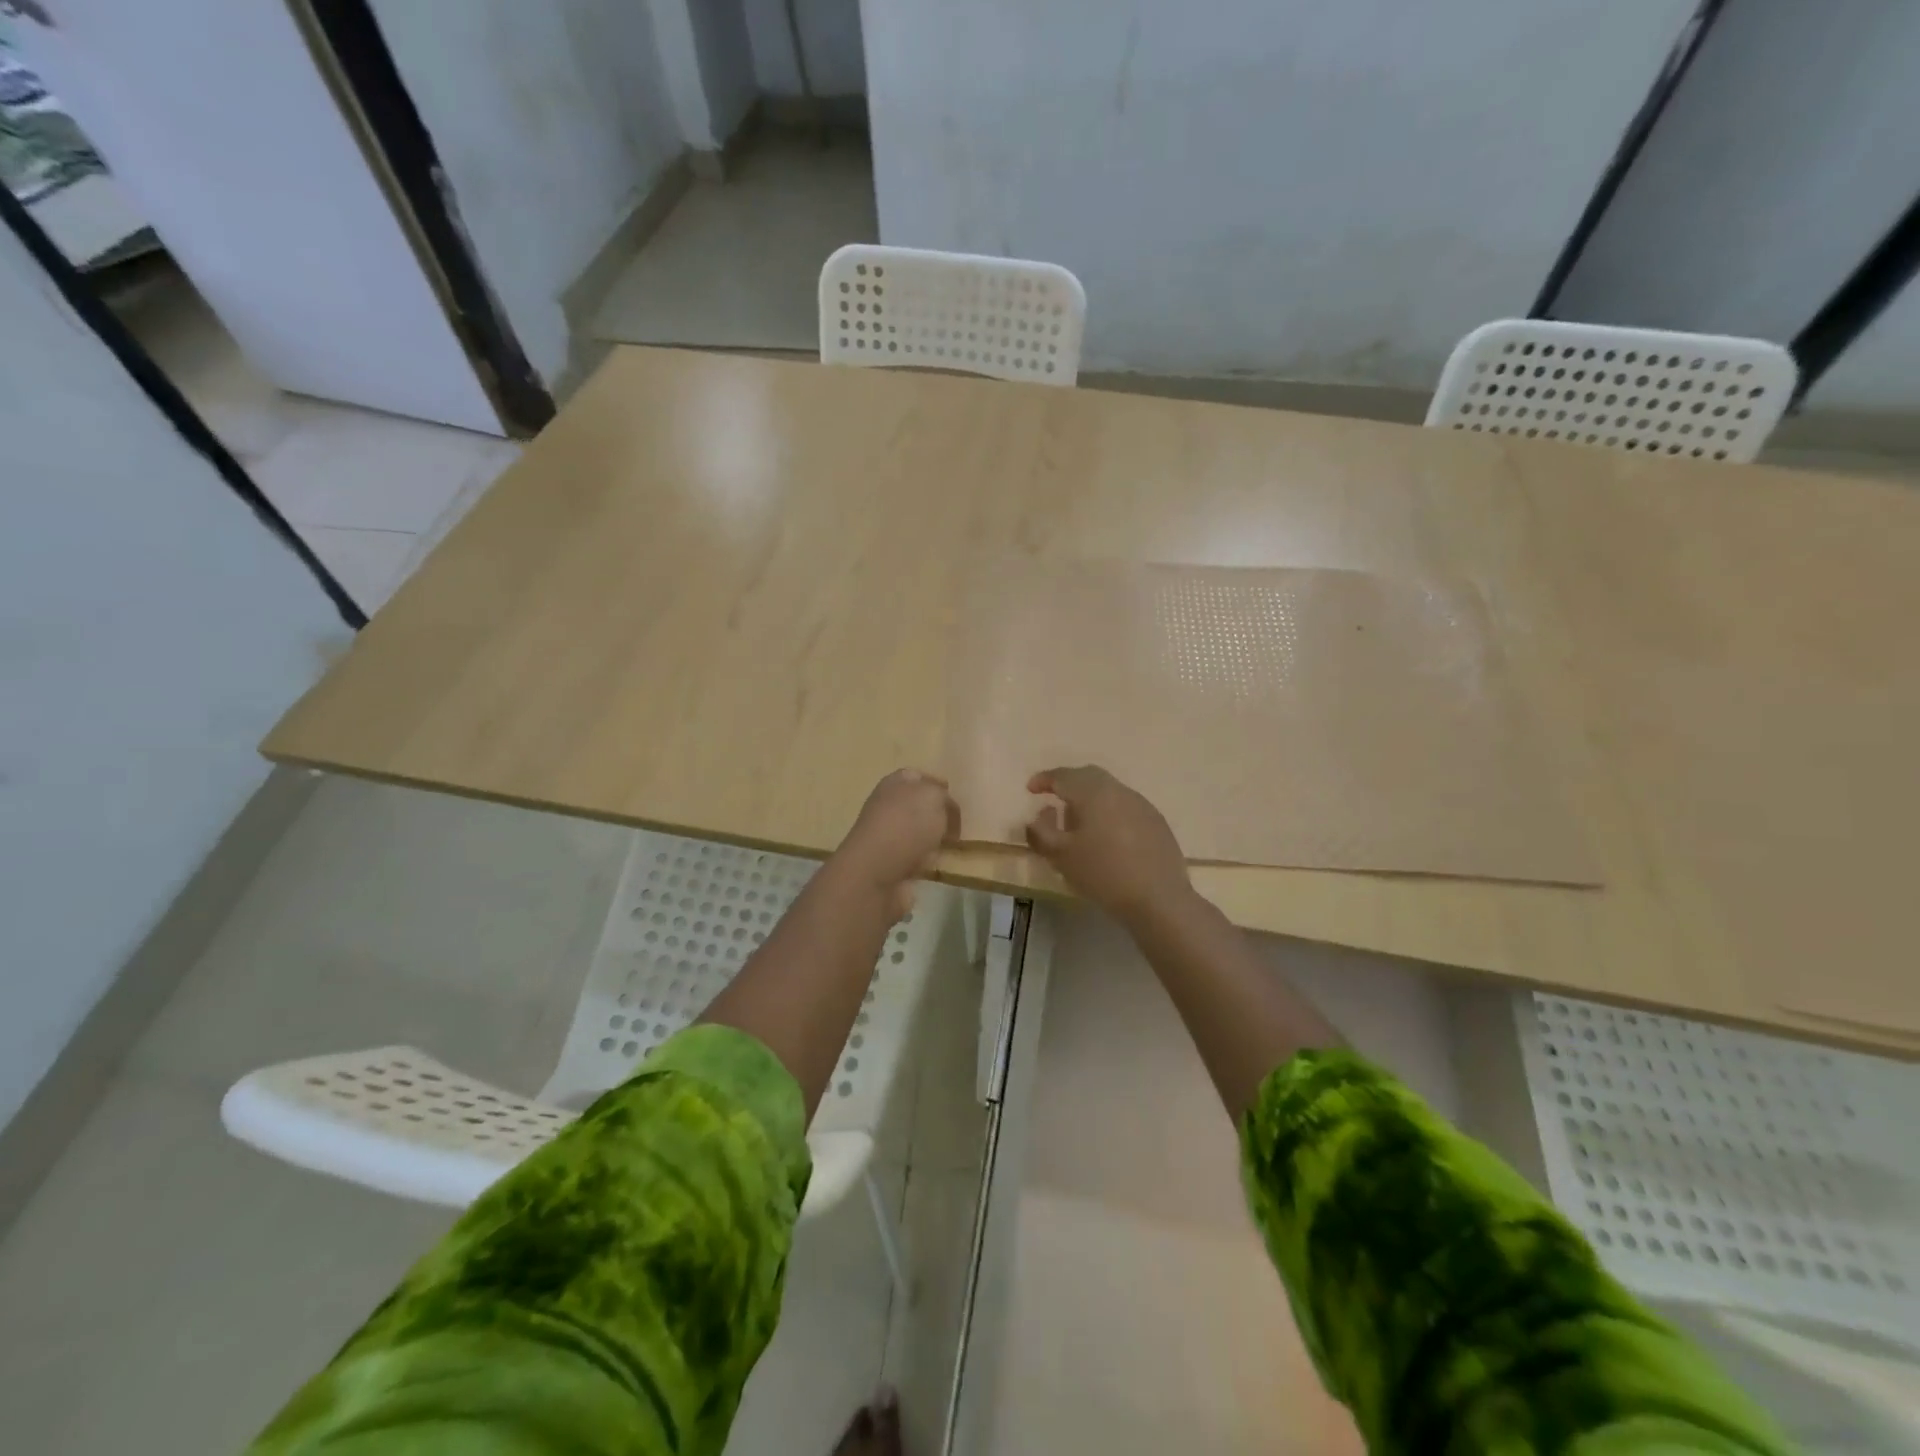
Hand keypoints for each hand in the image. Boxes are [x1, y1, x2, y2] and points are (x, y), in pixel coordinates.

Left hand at [834, 769, 959, 916]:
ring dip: (936, 839)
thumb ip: (945, 798)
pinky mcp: (892, 864)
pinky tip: (942, 863)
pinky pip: (918, 858)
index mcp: (894, 784)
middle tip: (963, 823)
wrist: (876, 874)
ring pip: (920, 833)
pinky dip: (930, 861)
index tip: (958, 797)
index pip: (917, 776)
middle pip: (919, 806)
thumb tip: (948, 811)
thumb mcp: (934, 797)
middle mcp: (888, 807)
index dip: (938, 784)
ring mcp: (888, 837)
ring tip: (957, 844)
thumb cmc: (906, 825)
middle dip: (940, 814)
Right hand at [1026, 766, 1191, 922]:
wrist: (1158, 898)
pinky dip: (1109, 812)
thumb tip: (1039, 816)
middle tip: (1054, 799)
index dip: (1044, 780)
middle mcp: (1118, 790)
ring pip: (1109, 791)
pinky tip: (1106, 837)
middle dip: (1068, 784)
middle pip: (1088, 776)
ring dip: (1089, 799)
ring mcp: (1141, 805)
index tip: (1031, 790)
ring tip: (1079, 822)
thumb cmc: (1103, 873)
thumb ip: (1041, 832)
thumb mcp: (1060, 856)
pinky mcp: (1156, 822)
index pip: (1063, 776)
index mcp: (1093, 792)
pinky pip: (1125, 807)